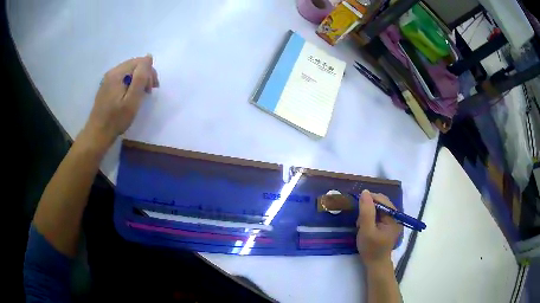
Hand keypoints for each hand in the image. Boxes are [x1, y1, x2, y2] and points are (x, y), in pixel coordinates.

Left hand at [82, 55, 158, 151]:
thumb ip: (140, 77)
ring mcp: (108, 79)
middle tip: (149, 92)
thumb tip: (148, 57)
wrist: (98, 133)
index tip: (152, 89)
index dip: (149, 73)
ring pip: (129, 71)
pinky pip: (122, 77)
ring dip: (138, 79)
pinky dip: (130, 83)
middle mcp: (112, 72)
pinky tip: (131, 94)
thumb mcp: (132, 100)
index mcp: (118, 73)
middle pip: (134, 64)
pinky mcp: (106, 86)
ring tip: (141, 93)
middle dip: (145, 75)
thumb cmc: (116, 119)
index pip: (140, 62)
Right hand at [356, 190, 402, 266]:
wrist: (375, 264)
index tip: (357, 205)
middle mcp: (396, 216)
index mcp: (394, 217)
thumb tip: (365, 192)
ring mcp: (392, 221)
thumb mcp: (366, 230)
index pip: (382, 200)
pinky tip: (365, 226)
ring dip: (368, 213)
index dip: (369, 199)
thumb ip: (366, 212)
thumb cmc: (371, 249)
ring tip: (361, 224)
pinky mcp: (388, 225)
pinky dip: (370, 217)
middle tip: (359, 218)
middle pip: (381, 203)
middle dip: (368, 207)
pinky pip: (379, 215)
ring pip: (379, 208)